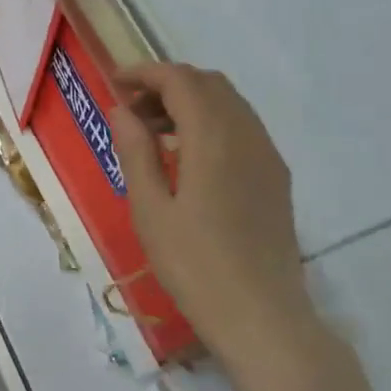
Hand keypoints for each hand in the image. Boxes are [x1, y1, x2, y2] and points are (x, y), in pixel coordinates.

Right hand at [111, 63, 319, 378]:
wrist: (262, 317)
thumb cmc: (196, 267)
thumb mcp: (151, 211)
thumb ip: (136, 152)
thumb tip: (121, 110)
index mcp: (214, 138)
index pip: (181, 80)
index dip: (145, 73)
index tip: (114, 83)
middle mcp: (247, 134)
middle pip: (208, 84)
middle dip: (167, 84)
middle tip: (130, 111)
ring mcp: (268, 155)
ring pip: (229, 104)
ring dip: (190, 103)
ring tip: (154, 133)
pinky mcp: (276, 177)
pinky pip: (243, 128)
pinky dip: (211, 122)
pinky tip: (189, 157)